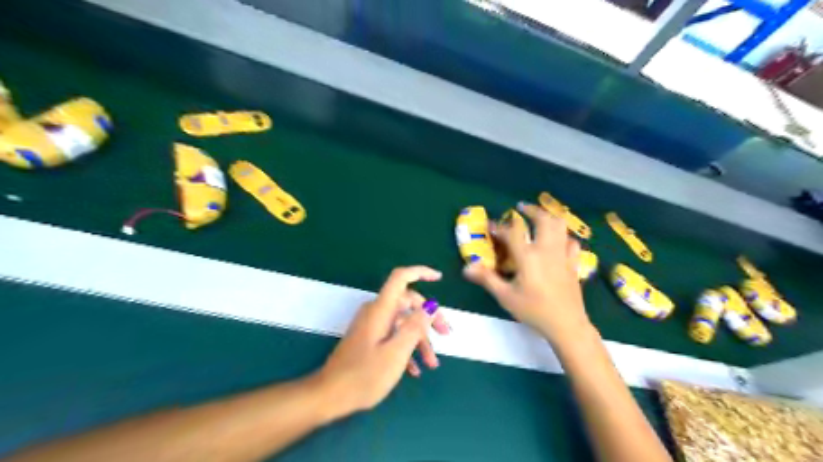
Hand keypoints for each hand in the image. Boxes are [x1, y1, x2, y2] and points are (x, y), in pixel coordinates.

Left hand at [315, 264, 449, 417]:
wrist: (329, 396)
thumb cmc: (364, 375)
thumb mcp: (396, 352)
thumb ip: (415, 327)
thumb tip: (431, 305)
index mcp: (381, 309)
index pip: (400, 278)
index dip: (420, 272)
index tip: (439, 278)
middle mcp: (376, 312)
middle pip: (407, 303)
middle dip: (429, 317)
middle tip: (446, 334)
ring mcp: (371, 326)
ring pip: (402, 323)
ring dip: (420, 339)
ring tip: (432, 363)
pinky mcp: (368, 339)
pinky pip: (392, 335)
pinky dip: (406, 348)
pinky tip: (414, 370)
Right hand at [463, 204, 590, 343]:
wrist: (566, 324)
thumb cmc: (533, 310)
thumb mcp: (505, 296)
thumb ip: (486, 278)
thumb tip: (466, 267)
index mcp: (528, 257)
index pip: (512, 232)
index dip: (500, 227)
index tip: (491, 226)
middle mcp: (546, 250)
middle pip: (543, 219)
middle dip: (532, 210)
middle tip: (521, 208)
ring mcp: (563, 255)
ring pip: (560, 226)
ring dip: (549, 217)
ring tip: (540, 218)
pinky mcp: (573, 263)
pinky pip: (571, 242)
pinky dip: (563, 236)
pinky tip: (558, 240)